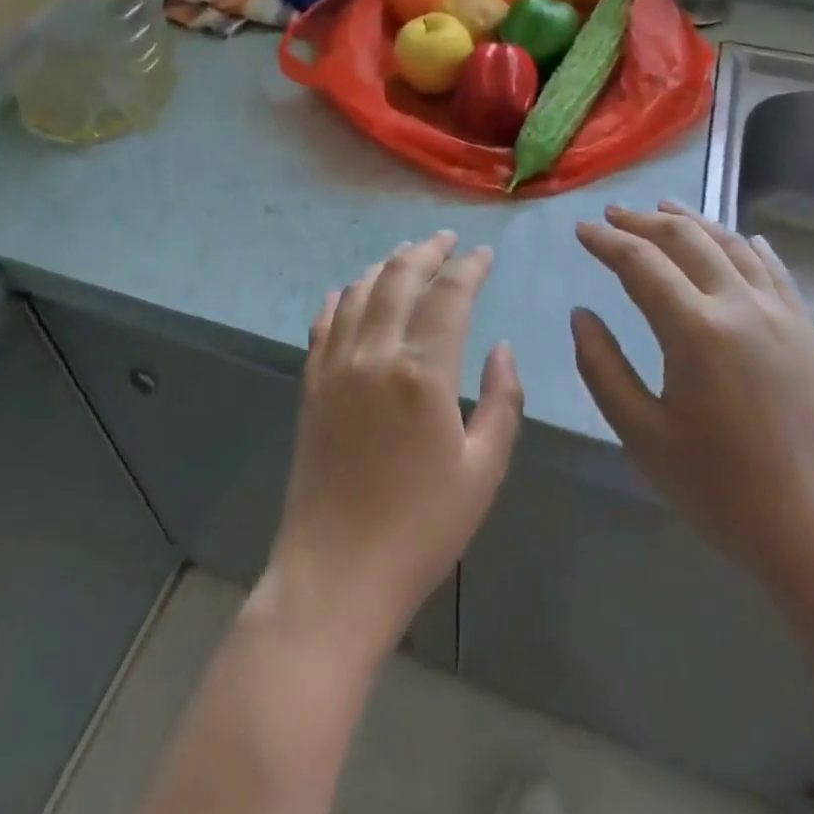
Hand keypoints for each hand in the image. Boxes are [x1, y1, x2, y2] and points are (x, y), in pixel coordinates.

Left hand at [263, 232, 524, 662]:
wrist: (336, 573)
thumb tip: (501, 347)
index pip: (449, 295)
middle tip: (447, 240)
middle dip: (427, 251)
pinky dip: (343, 297)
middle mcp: (374, 354)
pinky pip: (325, 323)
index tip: (484, 254)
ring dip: (386, 266)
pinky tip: (353, 292)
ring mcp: (335, 366)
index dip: (469, 267)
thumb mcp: (483, 470)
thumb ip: (502, 401)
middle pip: (399, 278)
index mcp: (423, 372)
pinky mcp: (311, 384)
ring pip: (360, 292)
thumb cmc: (422, 529)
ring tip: (407, 255)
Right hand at [572, 202, 813, 586]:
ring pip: (732, 245)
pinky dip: (748, 246)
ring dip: (694, 221)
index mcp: (695, 329)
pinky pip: (774, 270)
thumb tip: (581, 315)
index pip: (640, 262)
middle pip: (686, 239)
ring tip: (666, 208)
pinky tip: (742, 239)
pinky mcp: (808, 331)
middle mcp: (740, 305)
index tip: (582, 229)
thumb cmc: (724, 490)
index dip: (606, 241)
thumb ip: (603, 368)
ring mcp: (782, 314)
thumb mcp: (643, 435)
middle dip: (644, 221)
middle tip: (613, 214)